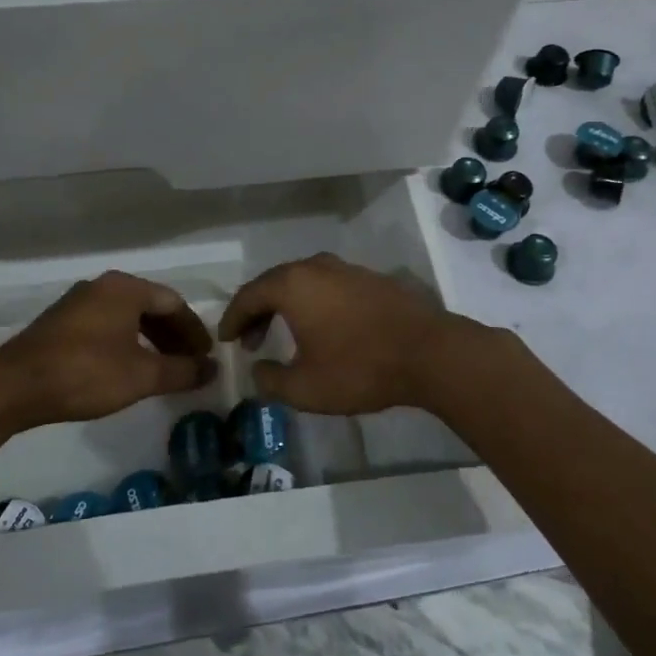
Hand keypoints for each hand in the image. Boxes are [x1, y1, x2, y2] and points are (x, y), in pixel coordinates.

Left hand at [0, 271, 214, 432]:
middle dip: (174, 336)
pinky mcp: (62, 323)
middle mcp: (103, 286)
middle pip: (151, 307)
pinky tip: (129, 368)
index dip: (194, 331)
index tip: (206, 357)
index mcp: (125, 288)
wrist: (13, 386)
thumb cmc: (84, 373)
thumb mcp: (140, 376)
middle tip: (190, 364)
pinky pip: (107, 325)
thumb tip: (211, 370)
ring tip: (164, 370)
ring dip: (151, 341)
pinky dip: (127, 343)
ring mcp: (79, 302)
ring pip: (128, 317)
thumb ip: (181, 371)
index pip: (174, 303)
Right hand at [217, 253, 478, 415]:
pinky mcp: (371, 279)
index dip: (233, 318)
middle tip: (250, 340)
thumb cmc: (360, 368)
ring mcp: (346, 269)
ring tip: (283, 335)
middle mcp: (316, 267)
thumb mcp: (305, 388)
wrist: (430, 353)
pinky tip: (322, 328)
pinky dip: (313, 303)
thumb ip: (271, 381)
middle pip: (275, 283)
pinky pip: (328, 286)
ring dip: (286, 306)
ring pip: (303, 282)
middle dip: (257, 311)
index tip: (225, 339)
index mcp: (293, 285)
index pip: (249, 295)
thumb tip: (258, 372)